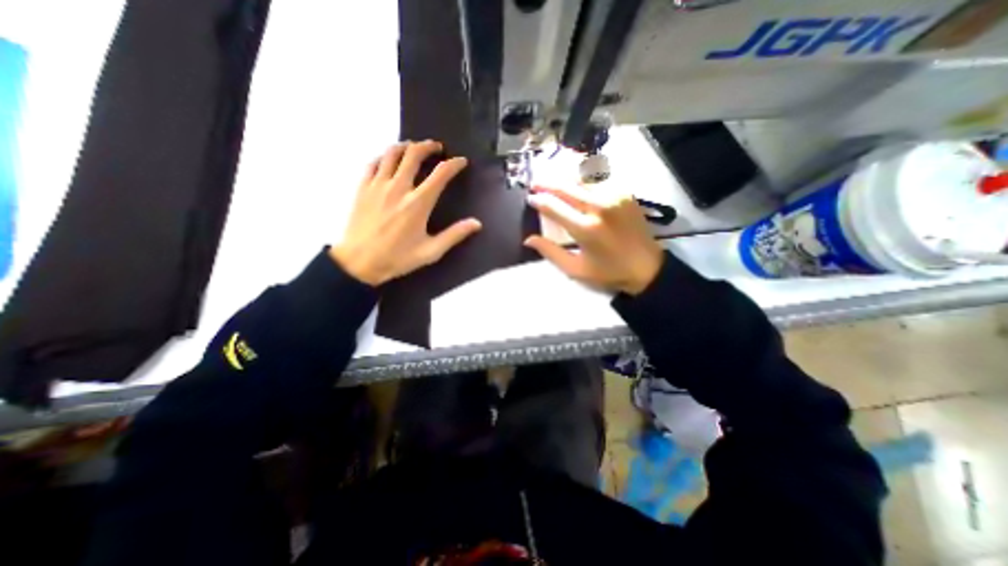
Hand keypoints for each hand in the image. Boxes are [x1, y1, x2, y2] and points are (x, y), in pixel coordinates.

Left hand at [330, 140, 481, 283]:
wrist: (359, 262)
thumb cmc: (398, 258)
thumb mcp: (431, 252)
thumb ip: (454, 235)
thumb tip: (476, 223)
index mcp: (418, 203)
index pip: (440, 174)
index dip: (454, 164)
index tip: (461, 161)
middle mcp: (399, 188)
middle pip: (414, 154)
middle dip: (428, 146)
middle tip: (437, 147)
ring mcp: (378, 185)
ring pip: (392, 153)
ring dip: (406, 146)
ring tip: (414, 147)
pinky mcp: (362, 187)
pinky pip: (373, 162)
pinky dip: (384, 156)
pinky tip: (389, 160)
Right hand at [524, 183, 667, 295]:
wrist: (647, 267)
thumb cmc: (608, 272)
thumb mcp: (575, 269)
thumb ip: (550, 252)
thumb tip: (528, 239)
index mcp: (585, 229)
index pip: (554, 207)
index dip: (538, 200)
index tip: (529, 198)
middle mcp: (599, 207)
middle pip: (566, 186)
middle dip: (547, 182)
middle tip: (535, 182)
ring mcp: (614, 196)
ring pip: (582, 178)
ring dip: (564, 176)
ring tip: (552, 177)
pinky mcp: (625, 193)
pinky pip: (600, 179)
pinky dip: (584, 177)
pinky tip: (576, 179)